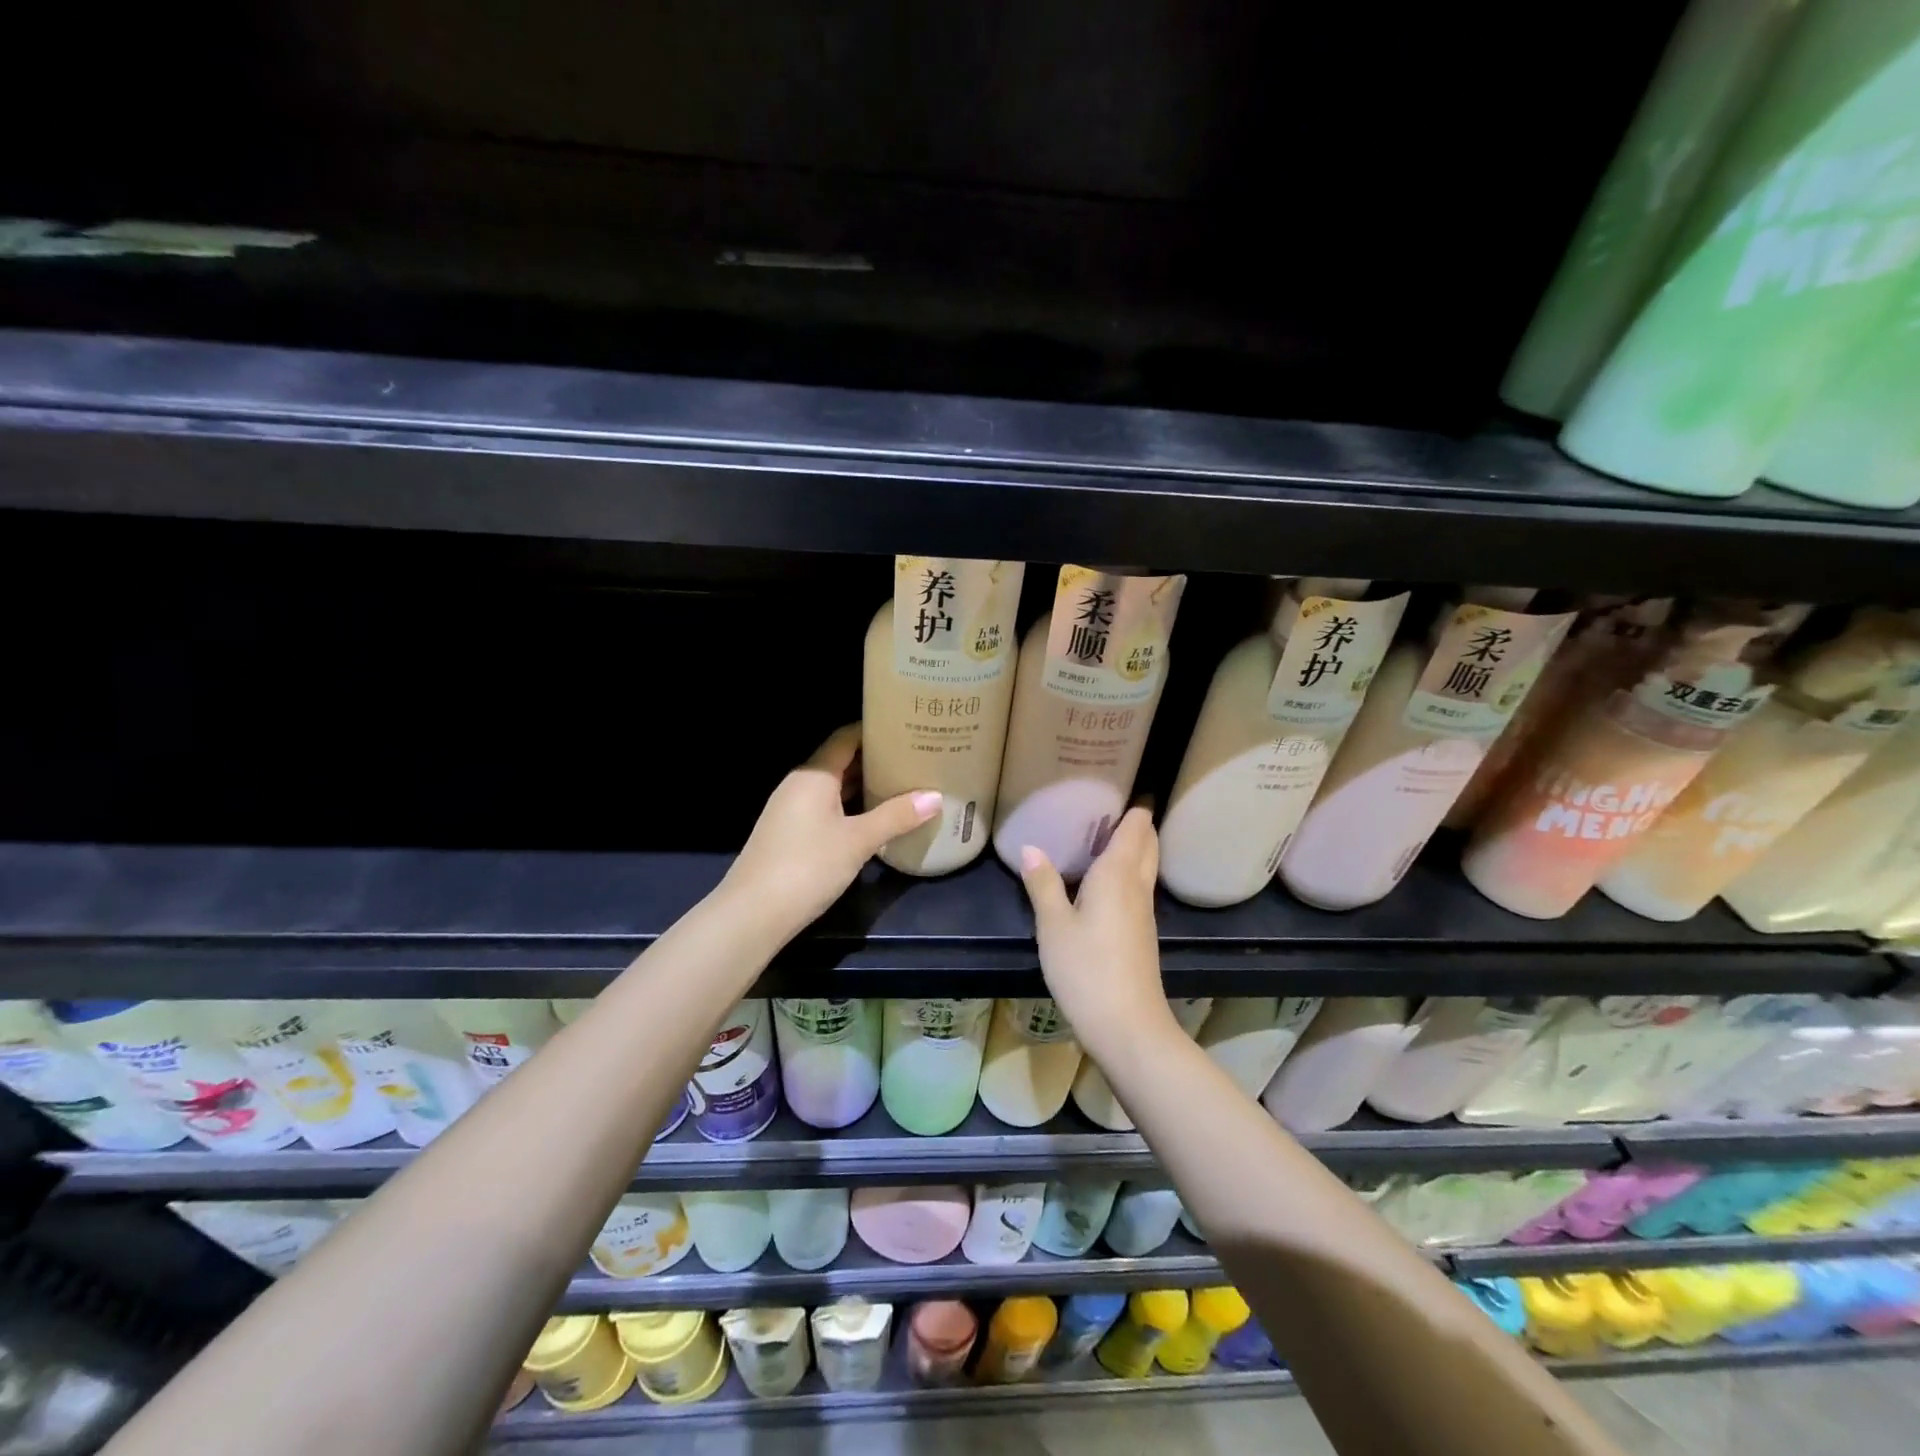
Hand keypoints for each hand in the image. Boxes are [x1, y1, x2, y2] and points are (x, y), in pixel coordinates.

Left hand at [722, 725, 940, 939]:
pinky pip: (827, 808)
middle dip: (876, 759)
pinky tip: (875, 818)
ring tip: (903, 785)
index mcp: (814, 775)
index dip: (876, 730)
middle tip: (915, 759)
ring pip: (834, 787)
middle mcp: (800, 784)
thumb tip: (936, 797)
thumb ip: (896, 817)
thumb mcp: (858, 841)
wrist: (753, 914)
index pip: (846, 737)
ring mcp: (792, 810)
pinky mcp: (790, 833)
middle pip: (841, 760)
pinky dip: (851, 807)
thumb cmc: (808, 866)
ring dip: (865, 786)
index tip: (908, 730)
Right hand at [1017, 807, 1175, 1056]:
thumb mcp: (1053, 925)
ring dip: (1133, 847)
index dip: (1133, 805)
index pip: (1136, 826)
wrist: (1128, 1026)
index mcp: (1118, 874)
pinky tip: (1104, 881)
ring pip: (1145, 866)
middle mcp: (1137, 886)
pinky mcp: (1142, 934)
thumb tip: (1031, 848)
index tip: (1116, 785)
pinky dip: (1128, 872)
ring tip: (1101, 835)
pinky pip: (1139, 888)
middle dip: (1135, 822)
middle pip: (1147, 843)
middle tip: (1105, 806)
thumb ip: (1043, 884)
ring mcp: (1144, 912)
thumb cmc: (1087, 969)